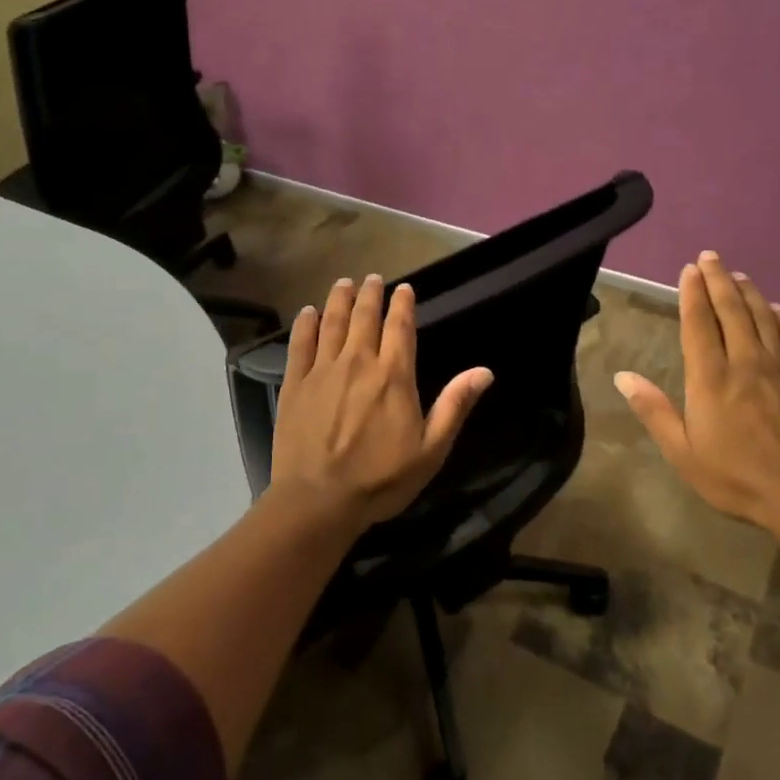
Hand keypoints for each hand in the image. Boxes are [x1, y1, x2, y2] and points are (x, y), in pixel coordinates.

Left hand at [269, 273, 493, 525]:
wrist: (318, 500)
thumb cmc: (381, 479)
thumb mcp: (431, 449)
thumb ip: (455, 405)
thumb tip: (484, 371)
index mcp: (394, 375)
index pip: (400, 327)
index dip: (403, 304)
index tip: (404, 289)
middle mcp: (359, 362)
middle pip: (365, 316)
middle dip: (370, 294)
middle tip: (372, 279)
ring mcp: (323, 370)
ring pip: (332, 322)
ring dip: (339, 299)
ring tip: (344, 283)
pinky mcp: (295, 383)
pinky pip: (300, 344)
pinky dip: (305, 324)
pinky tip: (307, 312)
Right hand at [614, 252, 779, 538]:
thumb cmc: (738, 478)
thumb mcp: (683, 453)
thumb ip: (654, 411)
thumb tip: (622, 376)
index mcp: (710, 378)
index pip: (698, 324)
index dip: (692, 294)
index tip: (689, 270)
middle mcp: (746, 362)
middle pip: (730, 310)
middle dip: (718, 280)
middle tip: (711, 257)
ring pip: (763, 317)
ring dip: (749, 292)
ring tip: (738, 275)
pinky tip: (778, 310)